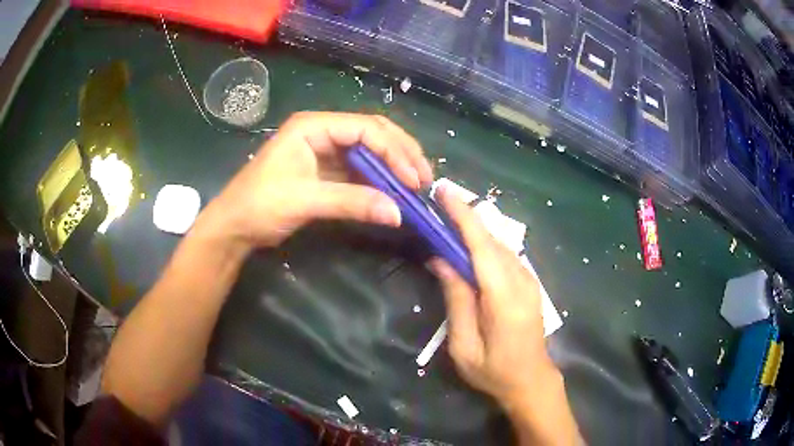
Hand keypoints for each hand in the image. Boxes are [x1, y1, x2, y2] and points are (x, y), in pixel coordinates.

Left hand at [200, 112, 433, 250]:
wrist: (234, 226)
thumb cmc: (260, 205)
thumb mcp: (305, 200)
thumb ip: (352, 202)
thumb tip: (399, 214)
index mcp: (313, 126)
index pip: (365, 129)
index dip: (394, 151)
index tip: (414, 180)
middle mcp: (321, 131)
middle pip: (371, 132)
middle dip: (400, 152)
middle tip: (424, 177)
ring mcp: (323, 150)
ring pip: (367, 150)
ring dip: (392, 165)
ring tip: (415, 182)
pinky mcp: (324, 169)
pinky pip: (358, 169)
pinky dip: (377, 178)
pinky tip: (392, 190)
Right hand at [429, 185, 551, 403]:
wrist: (531, 381)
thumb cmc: (494, 371)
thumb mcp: (464, 345)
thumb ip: (456, 299)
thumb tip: (442, 259)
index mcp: (504, 298)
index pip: (482, 246)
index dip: (463, 216)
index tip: (444, 191)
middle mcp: (522, 281)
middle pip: (491, 240)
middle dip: (465, 217)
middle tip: (437, 204)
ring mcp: (530, 281)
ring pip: (499, 245)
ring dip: (474, 229)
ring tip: (447, 220)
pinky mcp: (530, 284)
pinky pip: (505, 256)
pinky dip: (485, 244)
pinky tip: (469, 246)